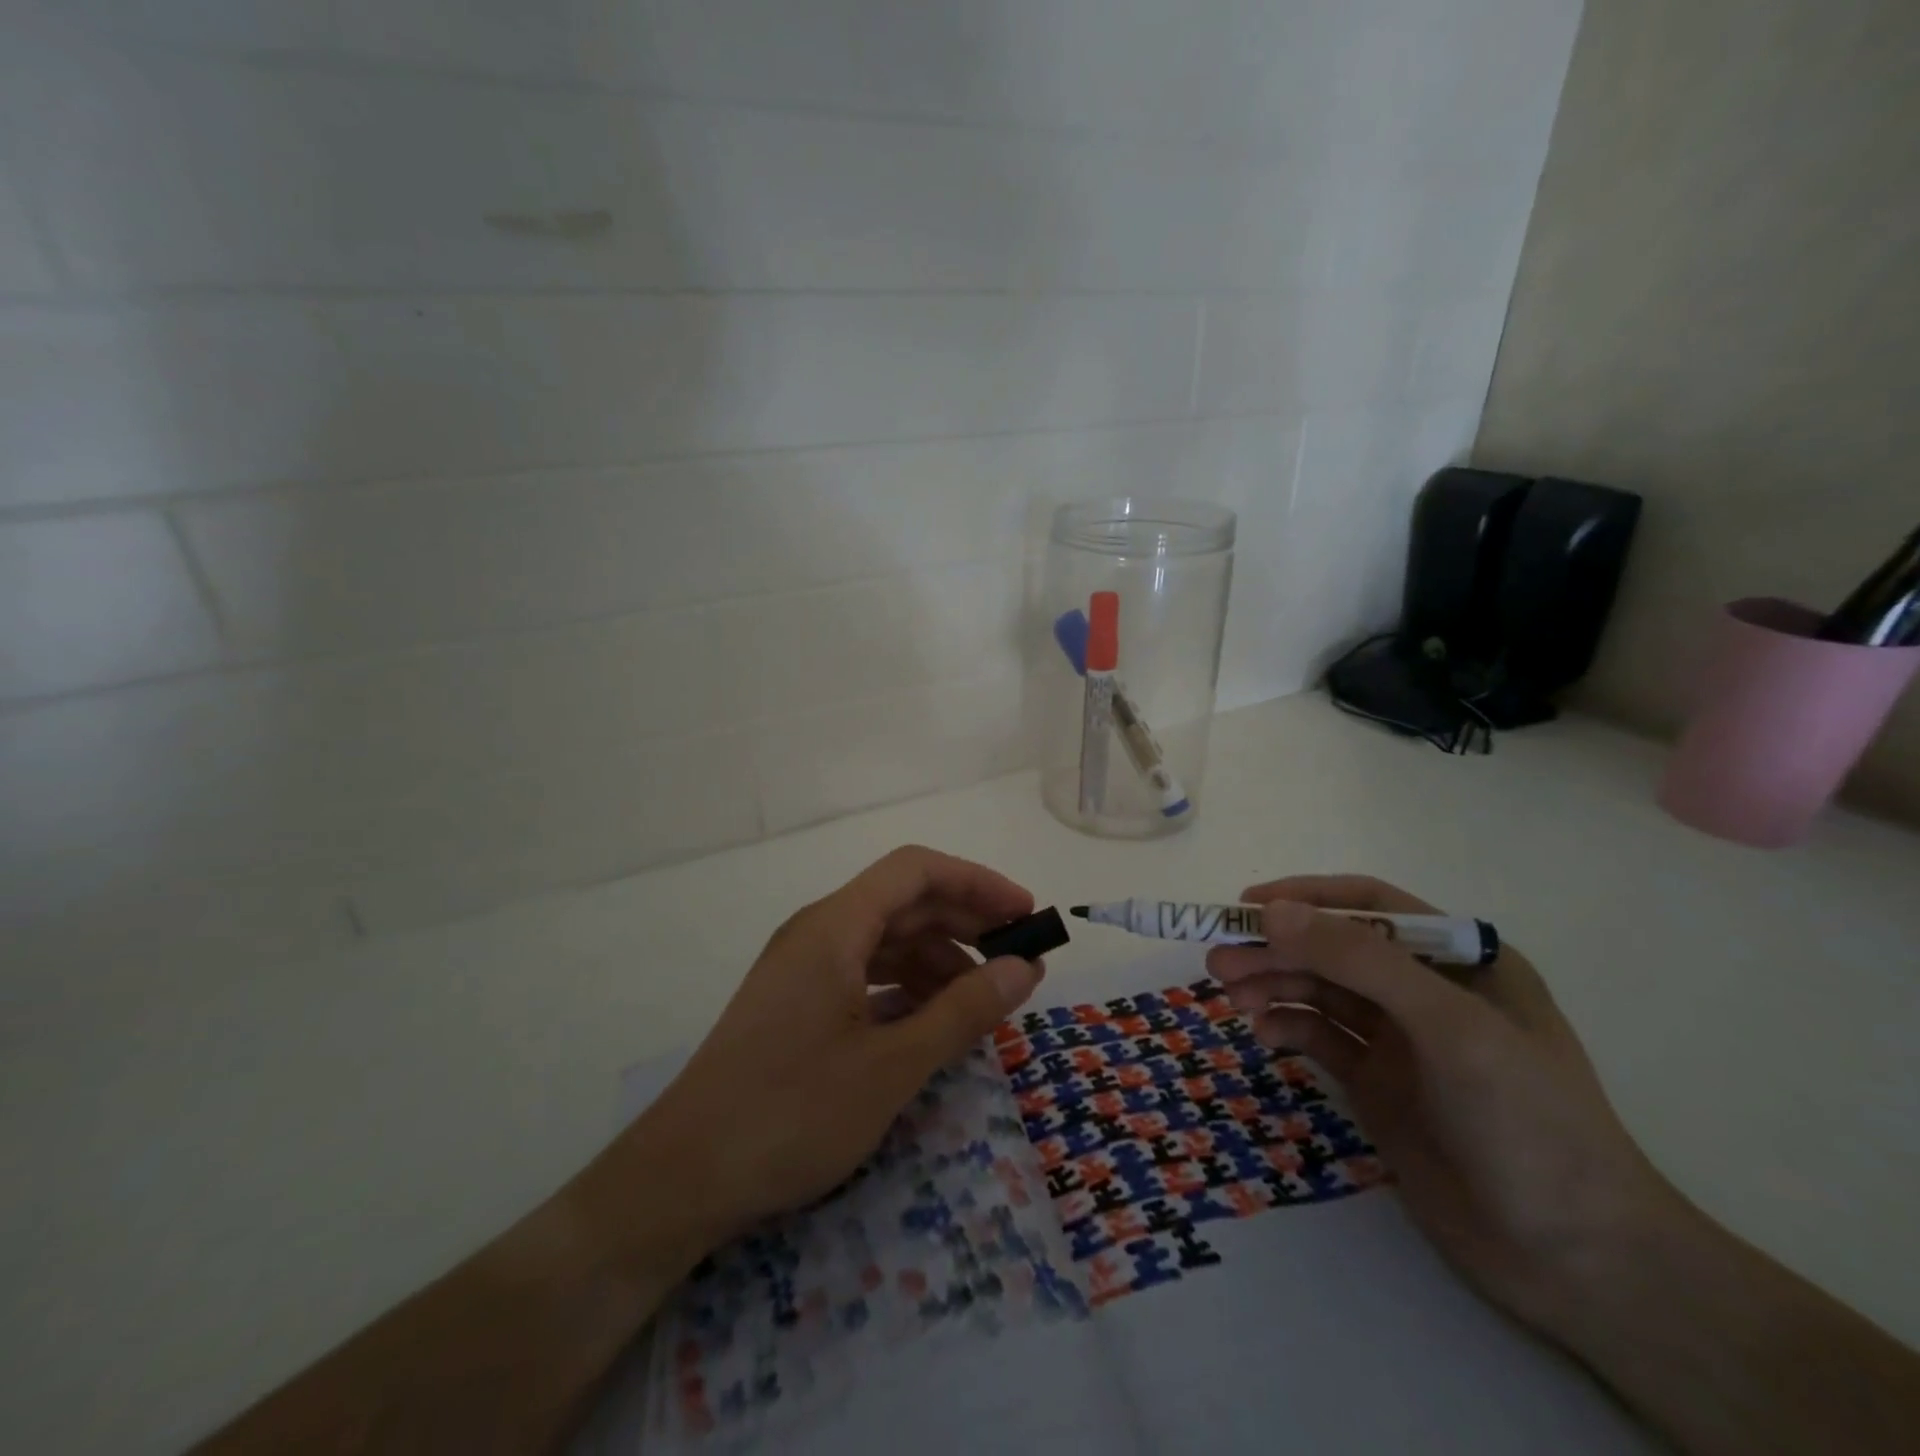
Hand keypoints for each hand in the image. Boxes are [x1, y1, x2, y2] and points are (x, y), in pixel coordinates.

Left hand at [607, 846, 1046, 1256]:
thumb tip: (1025, 968)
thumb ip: (964, 1011)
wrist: (681, 1179)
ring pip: (885, 940)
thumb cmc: (790, 1113)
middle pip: (902, 902)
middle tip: (1017, 962)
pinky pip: (864, 974)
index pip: (915, 870)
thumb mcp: (892, 1066)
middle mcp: (817, 932)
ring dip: (938, 960)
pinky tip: (930, 1023)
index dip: (976, 882)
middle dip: (965, 923)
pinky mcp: (796, 1003)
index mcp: (834, 926)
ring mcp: (802, 968)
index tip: (1024, 916)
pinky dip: (906, 988)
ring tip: (980, 1002)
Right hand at [1207, 875, 1676, 1337]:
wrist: (1578, 1261)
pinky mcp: (1378, 1085)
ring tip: (1231, 997)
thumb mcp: (1449, 1026)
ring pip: (1320, 992)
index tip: (1246, 905)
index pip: (1371, 906)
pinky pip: (1320, 1038)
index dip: (1307, 898)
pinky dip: (1288, 1029)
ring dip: (1273, 986)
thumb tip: (1273, 911)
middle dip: (1277, 950)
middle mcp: (1427, 991)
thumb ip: (1360, 962)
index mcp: (1461, 959)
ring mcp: (1401, 1040)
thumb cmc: (1528, 1120)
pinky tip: (1265, 1037)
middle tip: (1218, 961)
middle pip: (1334, 951)